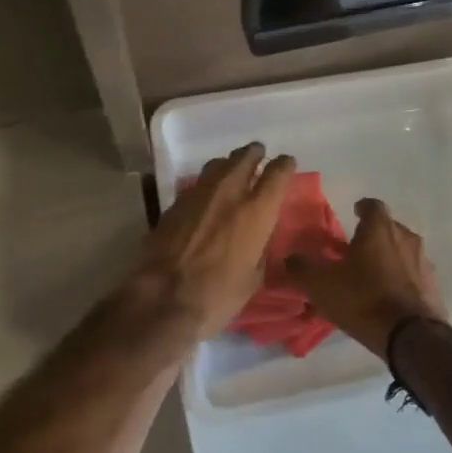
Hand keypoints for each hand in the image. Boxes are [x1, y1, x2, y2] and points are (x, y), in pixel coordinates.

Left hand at [127, 143, 295, 343]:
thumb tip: (257, 238)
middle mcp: (229, 192)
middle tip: (258, 155)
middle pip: (244, 157)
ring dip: (228, 164)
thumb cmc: (219, 294)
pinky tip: (206, 197)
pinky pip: (196, 185)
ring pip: (217, 165)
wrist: (164, 298)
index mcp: (257, 210)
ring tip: (232, 170)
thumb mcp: (254, 276)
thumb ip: (259, 248)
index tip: (287, 163)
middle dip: (254, 154)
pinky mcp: (174, 204)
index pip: (277, 174)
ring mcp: (198, 194)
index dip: (285, 165)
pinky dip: (207, 185)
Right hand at [286, 198, 446, 356]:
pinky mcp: (433, 287)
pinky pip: (413, 276)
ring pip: (402, 252)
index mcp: (380, 229)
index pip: (372, 205)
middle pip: (389, 229)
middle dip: (373, 236)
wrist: (411, 336)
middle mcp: (406, 238)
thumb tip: (289, 258)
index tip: (353, 215)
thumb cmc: (363, 299)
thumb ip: (301, 267)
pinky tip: (388, 298)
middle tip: (355, 251)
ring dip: (388, 259)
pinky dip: (401, 280)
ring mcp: (424, 263)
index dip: (361, 209)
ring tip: (371, 277)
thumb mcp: (321, 284)